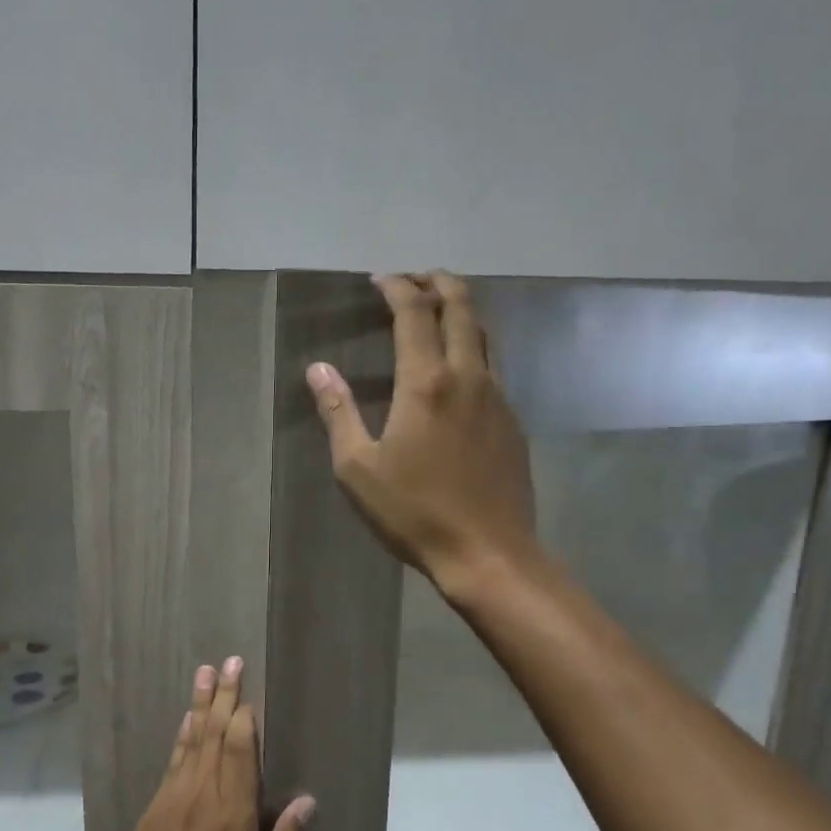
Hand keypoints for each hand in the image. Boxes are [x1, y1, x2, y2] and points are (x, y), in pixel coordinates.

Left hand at [98, 658, 313, 830]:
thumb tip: (306, 802)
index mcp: (232, 821)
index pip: (240, 755)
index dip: (244, 720)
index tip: (250, 691)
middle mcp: (201, 799)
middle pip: (215, 737)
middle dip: (224, 697)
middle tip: (231, 660)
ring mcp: (173, 800)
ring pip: (192, 741)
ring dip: (201, 704)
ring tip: (206, 671)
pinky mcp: (155, 808)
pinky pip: (174, 761)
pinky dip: (183, 736)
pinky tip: (189, 718)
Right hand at [306, 272, 538, 590]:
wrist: (487, 552)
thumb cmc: (414, 512)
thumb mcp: (357, 468)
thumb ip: (338, 413)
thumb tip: (318, 370)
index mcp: (425, 383)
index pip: (415, 313)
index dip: (398, 288)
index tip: (380, 280)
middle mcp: (467, 377)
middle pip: (462, 308)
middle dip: (438, 283)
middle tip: (416, 278)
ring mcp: (498, 398)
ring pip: (485, 334)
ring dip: (462, 310)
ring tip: (440, 309)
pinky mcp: (512, 421)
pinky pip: (494, 366)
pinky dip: (474, 346)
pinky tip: (459, 368)